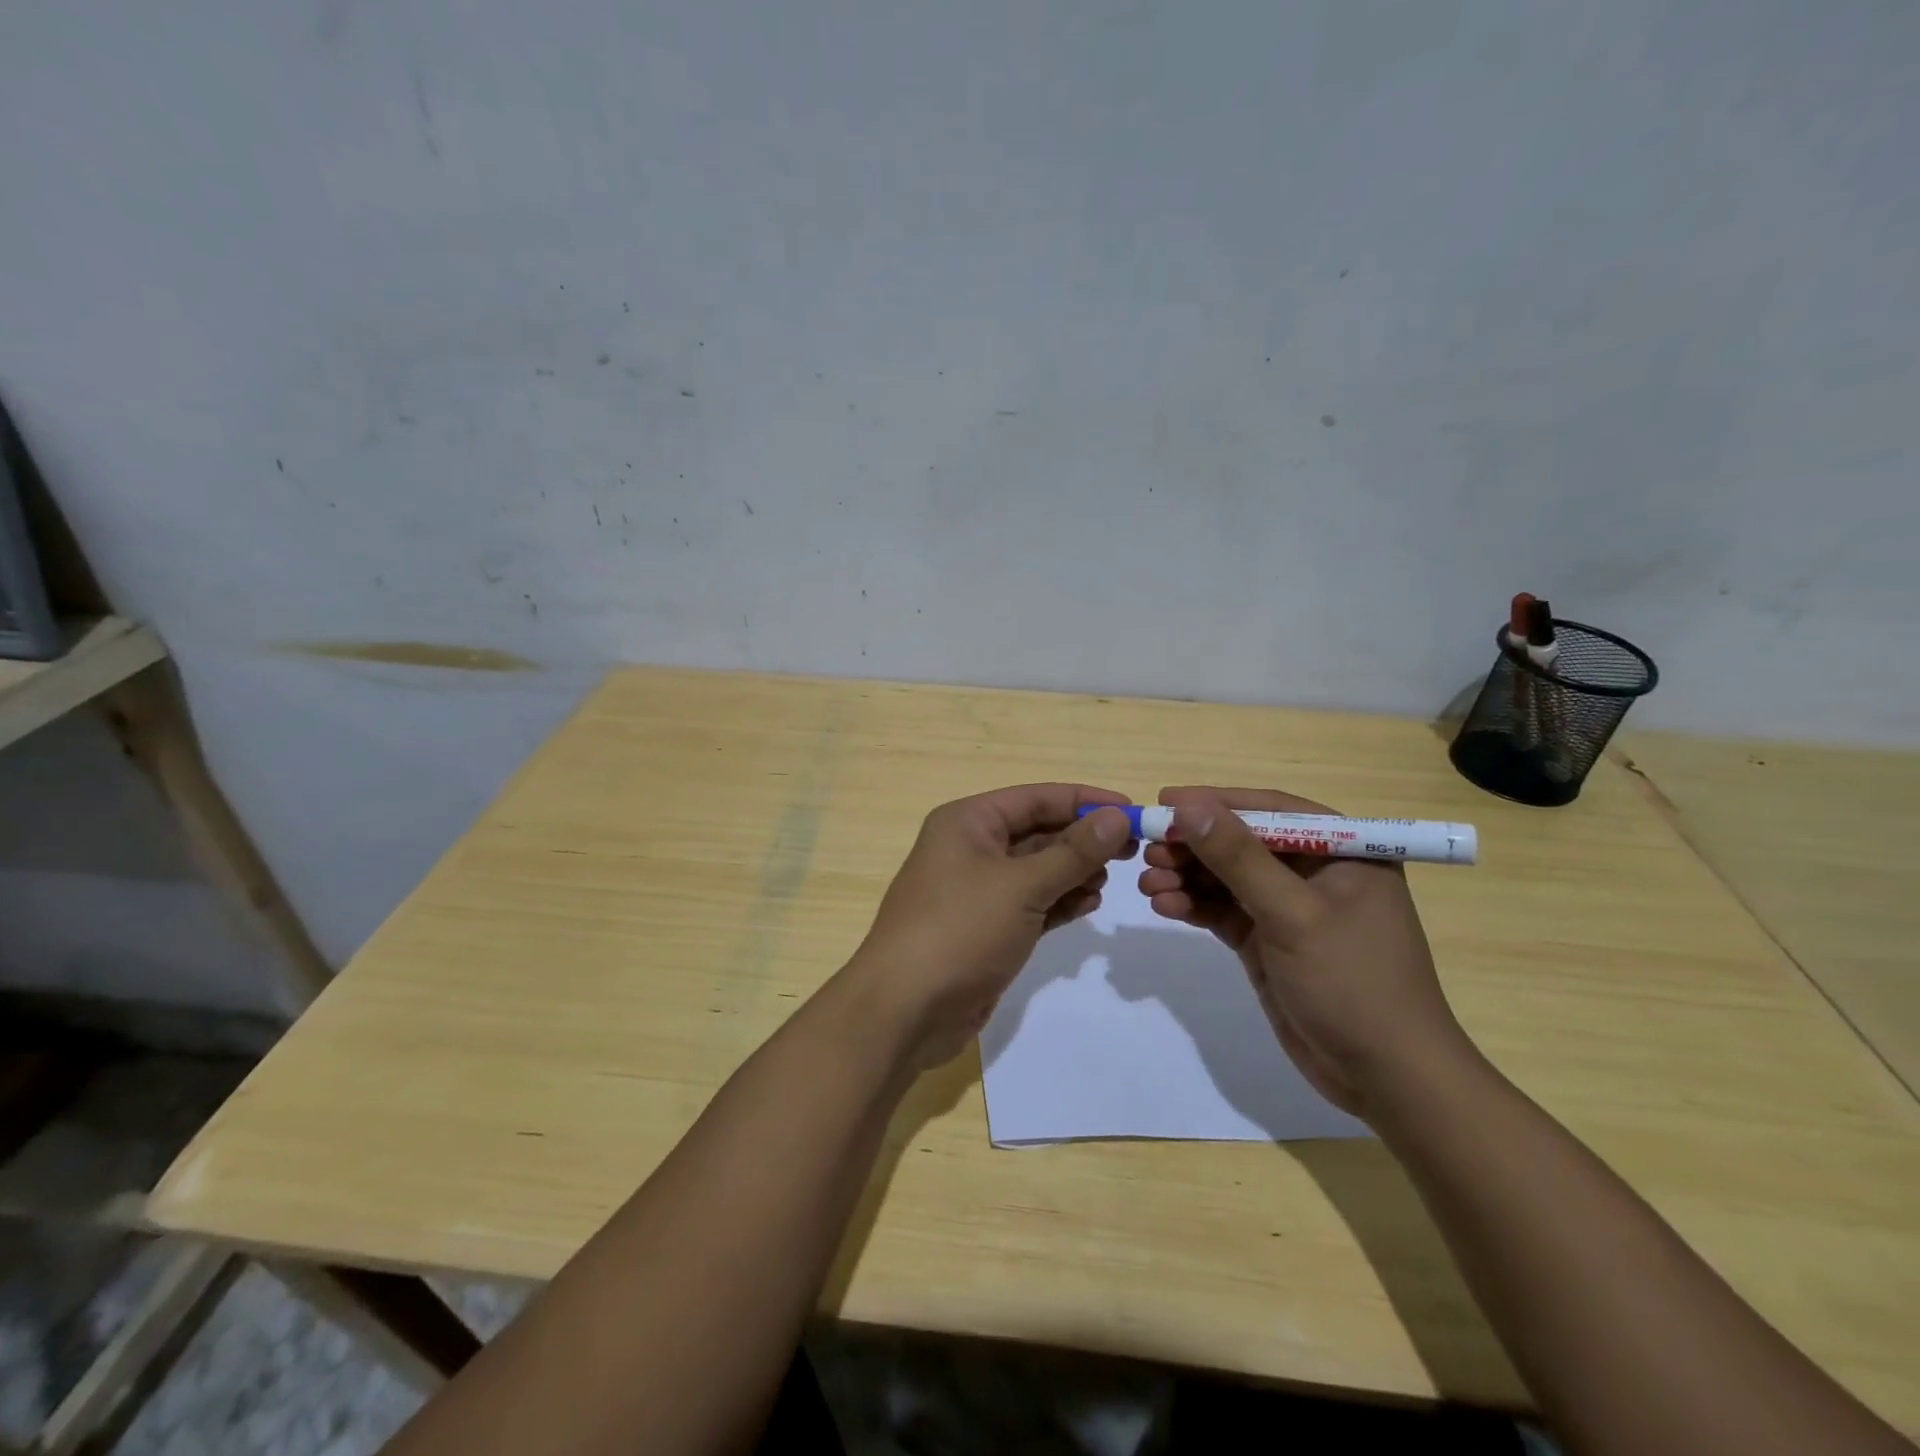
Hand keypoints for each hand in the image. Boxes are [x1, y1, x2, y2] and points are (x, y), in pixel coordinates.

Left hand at [845, 784, 1136, 1068]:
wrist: (906, 1010)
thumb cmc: (960, 930)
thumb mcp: (1021, 885)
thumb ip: (1073, 852)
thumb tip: (1117, 817)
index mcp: (968, 822)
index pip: (1036, 798)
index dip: (1085, 801)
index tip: (1132, 811)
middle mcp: (970, 848)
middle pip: (1038, 831)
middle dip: (1083, 839)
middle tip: (1133, 850)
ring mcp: (977, 890)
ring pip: (1037, 869)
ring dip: (1074, 871)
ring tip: (1112, 879)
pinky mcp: (986, 928)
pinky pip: (1031, 903)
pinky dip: (1059, 901)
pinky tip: (1090, 903)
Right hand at [1137, 786, 1473, 1118]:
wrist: (1384, 1078)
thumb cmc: (1352, 982)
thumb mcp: (1293, 914)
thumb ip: (1239, 858)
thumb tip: (1189, 807)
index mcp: (1342, 851)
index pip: (1271, 810)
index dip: (1216, 802)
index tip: (1165, 802)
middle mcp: (1315, 872)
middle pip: (1241, 843)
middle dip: (1194, 846)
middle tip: (1147, 850)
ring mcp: (1289, 908)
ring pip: (1227, 878)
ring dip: (1186, 877)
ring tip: (1146, 884)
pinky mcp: (1269, 941)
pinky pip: (1223, 911)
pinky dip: (1193, 906)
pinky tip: (1164, 906)